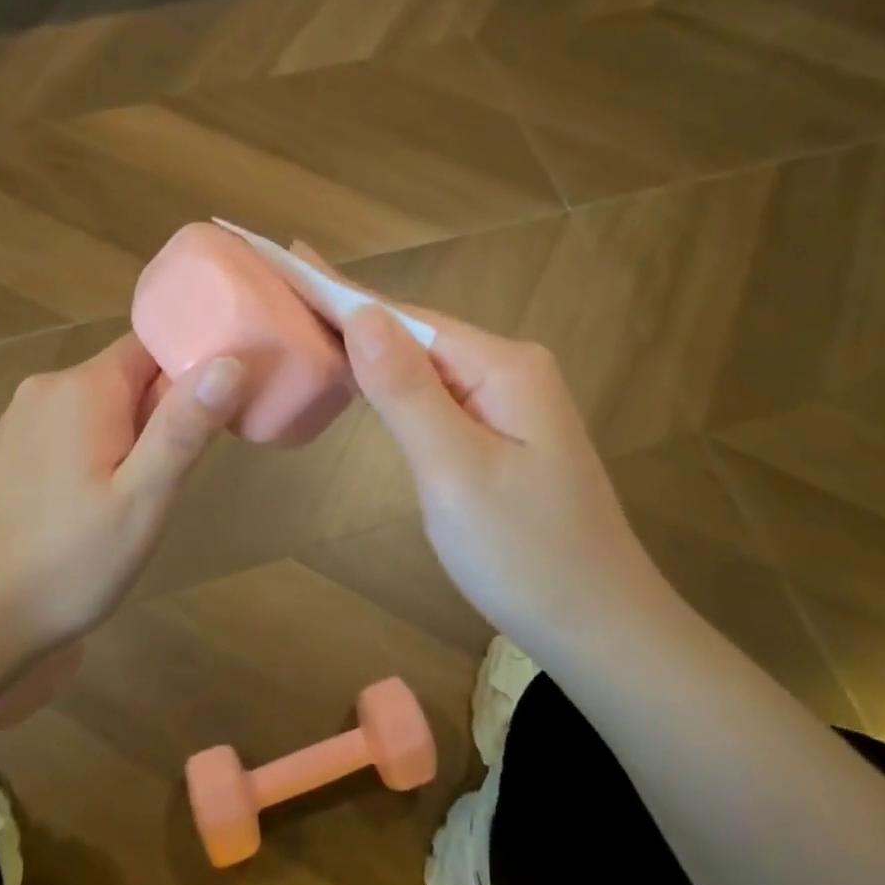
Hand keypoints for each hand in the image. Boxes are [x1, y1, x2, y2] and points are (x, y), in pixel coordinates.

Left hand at [0, 333, 243, 659]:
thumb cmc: (65, 563)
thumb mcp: (143, 500)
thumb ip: (185, 427)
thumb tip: (230, 360)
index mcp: (84, 388)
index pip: (152, 345)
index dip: (188, 372)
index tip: (208, 420)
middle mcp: (45, 389)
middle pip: (124, 376)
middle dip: (157, 415)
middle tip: (168, 480)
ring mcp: (16, 421)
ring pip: (95, 407)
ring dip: (124, 438)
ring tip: (130, 501)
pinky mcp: (0, 452)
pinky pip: (63, 432)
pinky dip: (89, 454)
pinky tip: (84, 510)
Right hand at [294, 246, 666, 641]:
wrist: (600, 627)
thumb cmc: (524, 553)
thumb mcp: (455, 470)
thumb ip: (405, 390)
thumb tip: (360, 313)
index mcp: (504, 366)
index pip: (405, 318)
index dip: (341, 291)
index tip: (289, 257)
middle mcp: (510, 369)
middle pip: (414, 333)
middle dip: (350, 311)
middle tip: (284, 286)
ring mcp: (509, 401)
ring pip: (423, 364)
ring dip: (367, 346)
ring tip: (308, 319)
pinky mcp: (502, 433)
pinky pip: (436, 394)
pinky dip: (392, 383)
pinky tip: (362, 373)